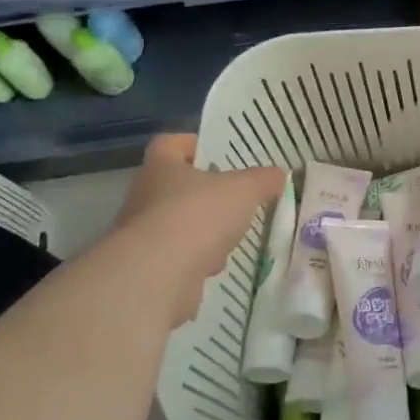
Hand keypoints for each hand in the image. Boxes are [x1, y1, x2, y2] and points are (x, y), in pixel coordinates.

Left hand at [114, 134, 285, 324]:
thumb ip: (263, 180)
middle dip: (205, 194)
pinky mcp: (147, 267)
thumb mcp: (244, 190)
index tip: (218, 155)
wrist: (158, 275)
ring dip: (202, 230)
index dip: (193, 145)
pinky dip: (196, 260)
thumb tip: (278, 175)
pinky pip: (177, 256)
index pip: (170, 144)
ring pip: (178, 224)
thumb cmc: (198, 215)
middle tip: (234, 197)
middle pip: (175, 186)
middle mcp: (144, 196)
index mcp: (161, 167)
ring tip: (231, 236)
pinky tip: (215, 266)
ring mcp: (142, 234)